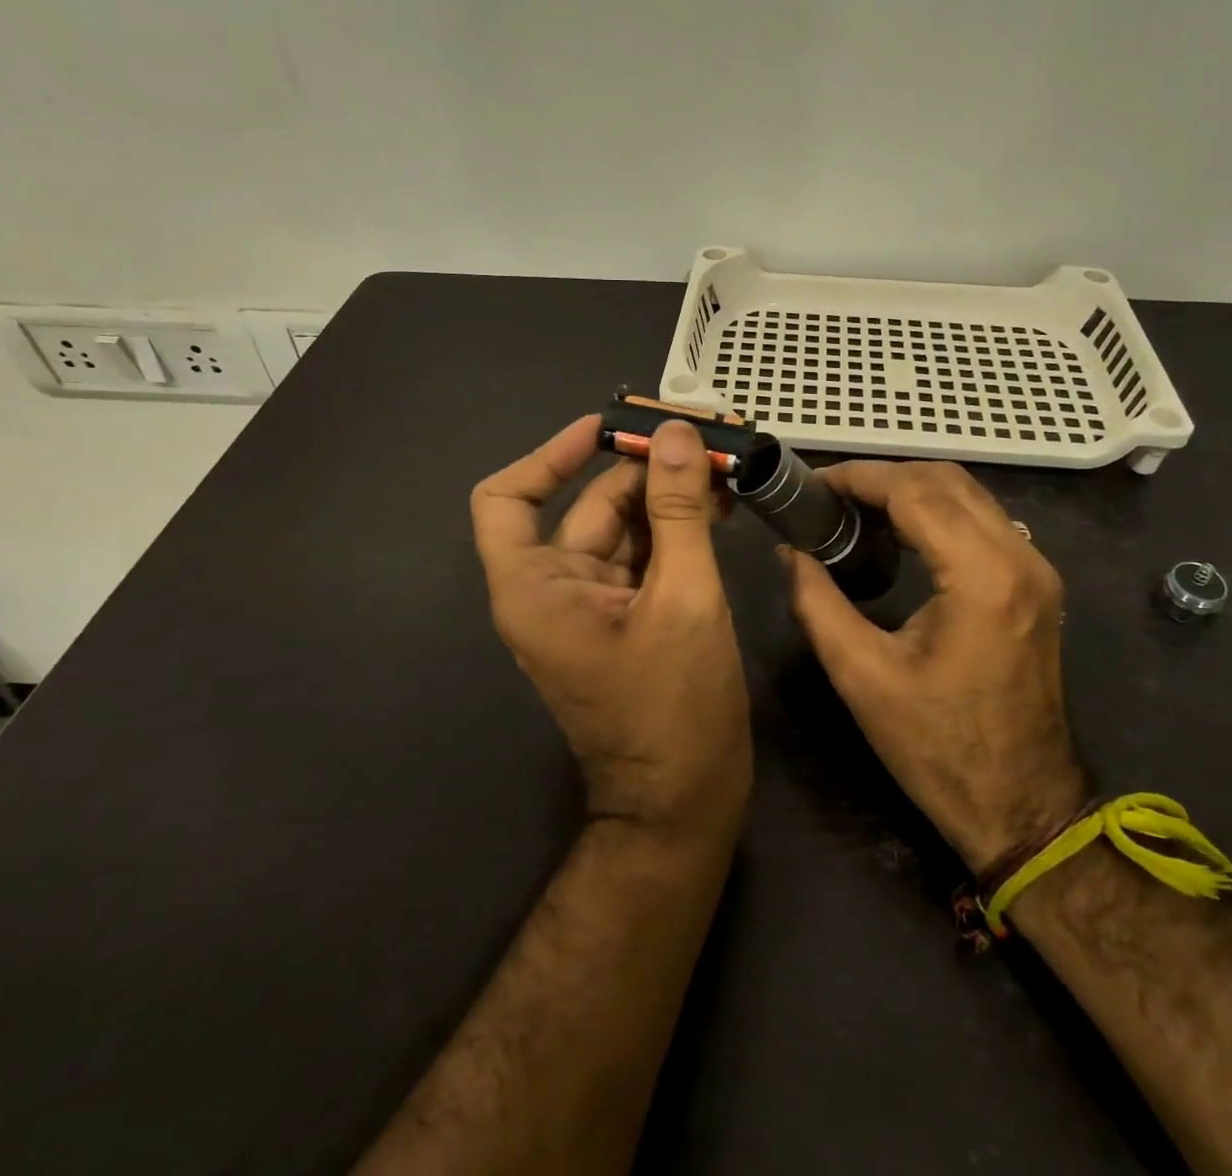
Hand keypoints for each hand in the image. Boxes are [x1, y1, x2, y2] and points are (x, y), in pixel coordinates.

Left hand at [472, 416, 750, 836]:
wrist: (684, 802)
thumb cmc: (675, 707)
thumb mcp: (684, 599)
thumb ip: (678, 512)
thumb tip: (677, 435)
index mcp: (536, 588)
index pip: (507, 499)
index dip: (550, 455)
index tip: (606, 428)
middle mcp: (554, 589)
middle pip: (586, 505)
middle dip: (644, 468)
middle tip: (701, 435)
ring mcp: (593, 604)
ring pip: (624, 528)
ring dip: (669, 495)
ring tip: (723, 463)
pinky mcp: (627, 617)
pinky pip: (645, 556)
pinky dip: (677, 529)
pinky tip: (719, 505)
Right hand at [784, 460, 1086, 873]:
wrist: (1022, 807)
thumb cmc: (937, 748)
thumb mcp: (862, 675)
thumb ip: (817, 602)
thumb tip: (790, 552)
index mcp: (982, 576)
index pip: (914, 492)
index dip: (858, 478)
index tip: (813, 485)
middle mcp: (1021, 557)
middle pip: (945, 480)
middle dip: (882, 477)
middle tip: (829, 497)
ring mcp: (1037, 569)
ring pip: (968, 495)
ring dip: (910, 490)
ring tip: (855, 510)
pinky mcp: (1035, 585)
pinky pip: (983, 522)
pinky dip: (936, 512)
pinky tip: (898, 533)